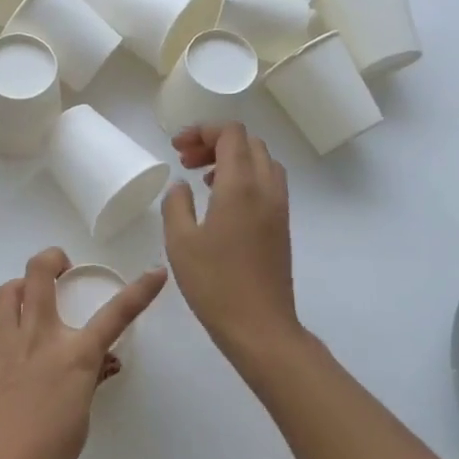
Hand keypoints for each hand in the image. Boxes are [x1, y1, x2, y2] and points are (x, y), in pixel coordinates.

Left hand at [0, 248, 166, 458]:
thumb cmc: (42, 458)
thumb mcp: (79, 420)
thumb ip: (88, 381)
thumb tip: (100, 360)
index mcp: (73, 356)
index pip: (116, 314)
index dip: (140, 290)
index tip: (155, 272)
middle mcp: (38, 335)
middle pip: (40, 271)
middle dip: (53, 258)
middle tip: (61, 270)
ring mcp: (2, 339)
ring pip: (9, 288)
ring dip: (23, 288)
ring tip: (29, 306)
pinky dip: (0, 324)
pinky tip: (4, 348)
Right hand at [162, 125, 302, 370]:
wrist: (260, 327)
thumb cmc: (215, 284)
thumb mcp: (180, 242)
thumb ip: (176, 204)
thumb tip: (181, 186)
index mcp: (241, 185)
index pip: (231, 133)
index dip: (203, 131)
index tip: (177, 148)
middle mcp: (266, 188)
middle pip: (248, 142)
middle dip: (215, 142)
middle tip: (185, 161)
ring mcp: (279, 207)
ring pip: (261, 161)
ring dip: (232, 159)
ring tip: (203, 179)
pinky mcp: (282, 226)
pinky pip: (267, 183)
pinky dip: (245, 177)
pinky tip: (222, 202)